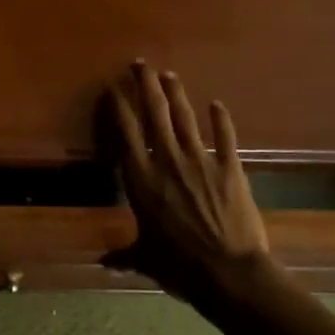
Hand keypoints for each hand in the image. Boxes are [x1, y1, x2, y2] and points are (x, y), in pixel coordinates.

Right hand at [102, 61, 270, 298]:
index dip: (118, 108)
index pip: (126, 134)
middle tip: (140, 63)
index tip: (112, 87)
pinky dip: (221, 120)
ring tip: (169, 74)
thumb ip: (124, 255)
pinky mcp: (230, 169)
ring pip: (185, 119)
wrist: (228, 272)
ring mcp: (200, 162)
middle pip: (154, 114)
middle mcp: (167, 162)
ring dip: (176, 94)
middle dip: (146, 86)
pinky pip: (224, 138)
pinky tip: (217, 104)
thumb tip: (104, 264)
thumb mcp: (145, 259)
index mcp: (141, 180)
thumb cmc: (179, 265)